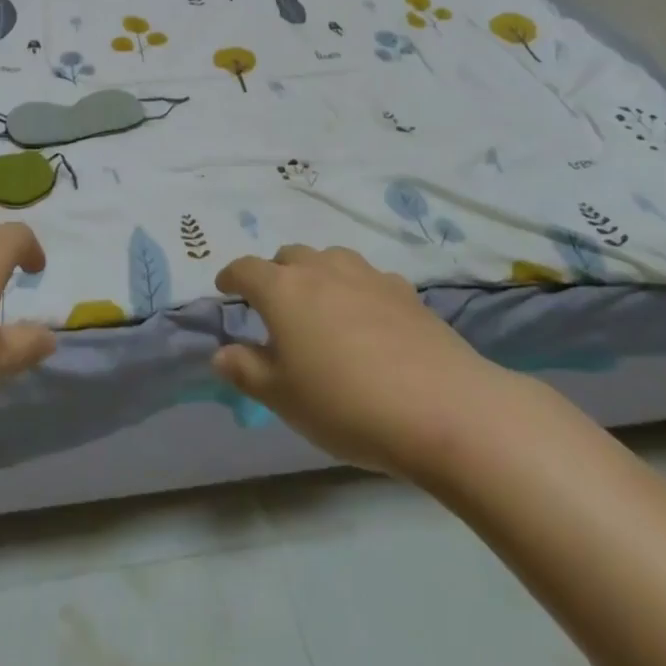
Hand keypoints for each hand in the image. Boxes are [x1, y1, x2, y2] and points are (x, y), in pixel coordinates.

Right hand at [213, 244, 509, 477]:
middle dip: (275, 274)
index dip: (231, 277)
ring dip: (316, 275)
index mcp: (283, 290)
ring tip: (320, 306)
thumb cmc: (347, 405)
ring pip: (329, 260)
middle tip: (274, 306)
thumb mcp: (284, 399)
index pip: (246, 269)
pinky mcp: (404, 290)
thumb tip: (221, 353)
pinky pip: (367, 279)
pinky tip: (367, 318)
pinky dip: (356, 289)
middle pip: (288, 257)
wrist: (444, 408)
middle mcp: (321, 269)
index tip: (225, 289)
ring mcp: (366, 275)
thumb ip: (247, 371)